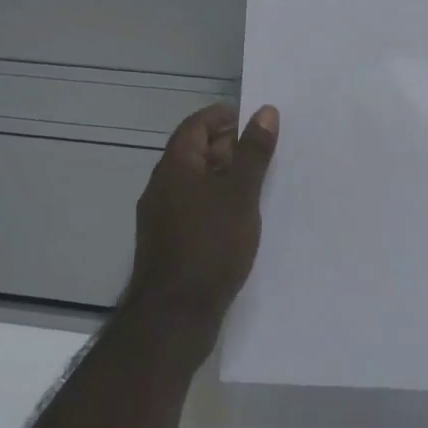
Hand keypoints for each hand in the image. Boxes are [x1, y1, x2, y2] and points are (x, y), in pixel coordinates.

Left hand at [126, 104, 279, 349]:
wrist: (175, 316)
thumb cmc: (210, 245)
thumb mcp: (241, 194)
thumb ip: (254, 152)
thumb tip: (265, 111)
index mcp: (174, 167)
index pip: (195, 124)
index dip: (223, 116)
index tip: (254, 119)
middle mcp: (162, 186)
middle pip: (194, 152)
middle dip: (228, 145)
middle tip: (264, 150)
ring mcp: (162, 217)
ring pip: (195, 182)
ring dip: (225, 175)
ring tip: (260, 182)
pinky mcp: (169, 243)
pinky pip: (195, 208)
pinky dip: (218, 201)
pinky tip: (242, 217)